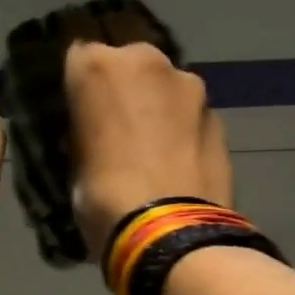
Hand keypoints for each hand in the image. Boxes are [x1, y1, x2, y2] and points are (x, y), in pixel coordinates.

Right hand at [64, 36, 233, 258]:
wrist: (172, 234)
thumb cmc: (106, 203)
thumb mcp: (75, 170)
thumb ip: (87, 137)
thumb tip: (97, 140)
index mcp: (97, 68)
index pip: (79, 59)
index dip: (81, 90)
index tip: (82, 116)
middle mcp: (146, 60)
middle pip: (131, 67)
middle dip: (127, 93)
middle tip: (121, 135)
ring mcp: (190, 86)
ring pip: (167, 91)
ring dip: (160, 112)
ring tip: (155, 155)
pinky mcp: (220, 117)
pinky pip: (192, 119)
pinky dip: (185, 135)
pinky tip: (180, 168)